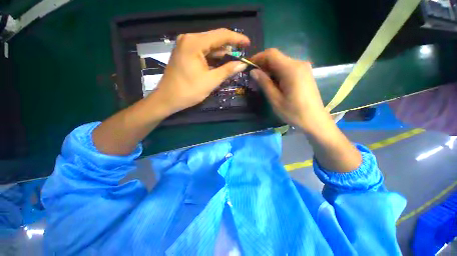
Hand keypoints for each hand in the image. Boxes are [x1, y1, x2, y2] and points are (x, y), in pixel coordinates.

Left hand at [153, 28, 249, 114]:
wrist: (168, 99)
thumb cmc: (189, 91)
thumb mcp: (211, 81)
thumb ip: (228, 70)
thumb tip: (243, 64)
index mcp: (194, 43)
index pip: (221, 35)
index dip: (237, 39)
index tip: (248, 43)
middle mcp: (189, 39)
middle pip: (214, 39)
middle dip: (229, 47)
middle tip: (242, 55)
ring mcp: (185, 46)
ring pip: (209, 46)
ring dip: (222, 54)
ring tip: (235, 60)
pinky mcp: (185, 53)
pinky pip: (203, 52)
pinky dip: (213, 57)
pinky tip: (222, 63)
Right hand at [250, 49, 330, 132]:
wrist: (314, 120)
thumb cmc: (293, 112)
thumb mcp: (275, 99)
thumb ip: (264, 83)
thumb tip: (253, 71)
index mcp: (291, 69)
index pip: (271, 54)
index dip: (257, 57)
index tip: (248, 66)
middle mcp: (298, 64)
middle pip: (276, 57)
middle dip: (263, 65)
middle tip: (253, 77)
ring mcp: (303, 68)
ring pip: (281, 63)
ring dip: (269, 70)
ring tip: (261, 82)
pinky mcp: (304, 73)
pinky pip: (287, 68)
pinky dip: (277, 73)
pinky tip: (273, 83)